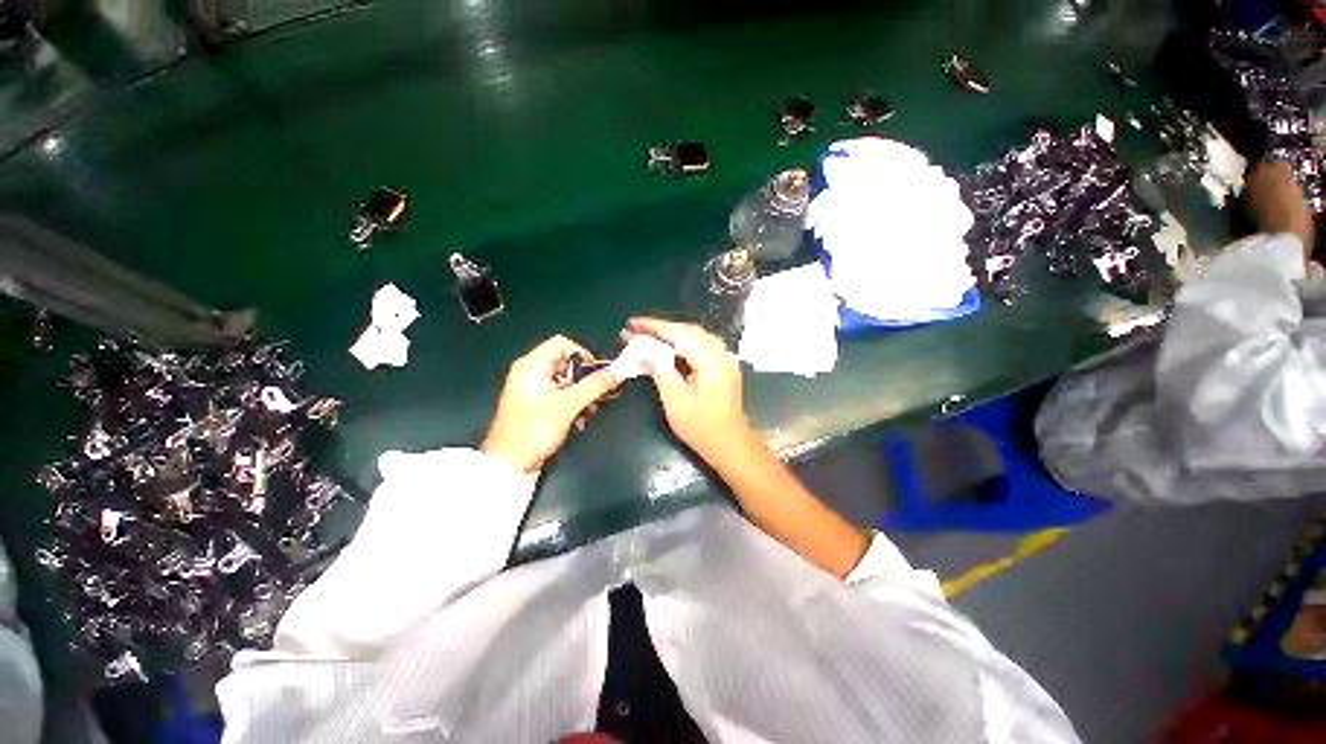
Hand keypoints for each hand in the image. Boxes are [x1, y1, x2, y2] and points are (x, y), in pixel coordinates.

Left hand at [482, 335, 615, 472]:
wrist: (510, 462)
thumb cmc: (535, 428)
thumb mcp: (569, 405)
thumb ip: (594, 386)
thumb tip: (614, 373)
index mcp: (532, 365)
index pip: (561, 344)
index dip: (582, 354)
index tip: (597, 373)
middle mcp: (530, 372)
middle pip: (565, 364)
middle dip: (584, 380)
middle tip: (596, 395)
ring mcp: (531, 389)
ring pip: (565, 382)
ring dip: (581, 395)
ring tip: (589, 412)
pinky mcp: (534, 405)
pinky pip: (558, 395)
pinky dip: (571, 405)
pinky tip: (578, 421)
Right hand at [626, 317, 753, 463]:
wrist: (730, 444)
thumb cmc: (701, 427)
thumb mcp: (675, 401)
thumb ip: (661, 372)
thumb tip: (645, 353)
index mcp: (709, 360)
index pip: (678, 333)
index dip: (654, 326)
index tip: (632, 323)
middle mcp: (720, 353)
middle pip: (688, 330)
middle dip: (661, 329)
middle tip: (637, 330)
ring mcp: (725, 359)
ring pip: (696, 336)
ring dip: (672, 334)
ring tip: (649, 337)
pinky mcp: (725, 366)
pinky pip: (702, 345)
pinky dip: (684, 343)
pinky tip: (670, 349)